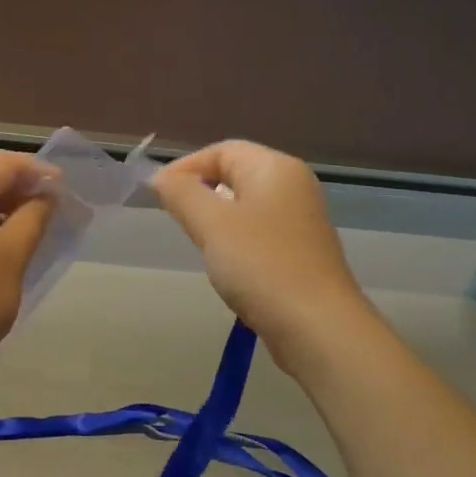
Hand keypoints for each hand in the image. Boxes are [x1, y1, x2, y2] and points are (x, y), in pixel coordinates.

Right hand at [153, 140, 372, 355]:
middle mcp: (293, 186)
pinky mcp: (301, 250)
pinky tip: (226, 265)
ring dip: (216, 219)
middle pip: (235, 174)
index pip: (221, 150)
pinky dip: (235, 240)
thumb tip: (162, 178)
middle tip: (177, 220)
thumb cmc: (261, 265)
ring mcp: (300, 220)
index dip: (185, 167)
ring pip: (245, 205)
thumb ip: (182, 194)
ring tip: (199, 243)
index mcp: (275, 168)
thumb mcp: (211, 224)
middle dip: (200, 192)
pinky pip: (258, 231)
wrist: (317, 326)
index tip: (158, 196)